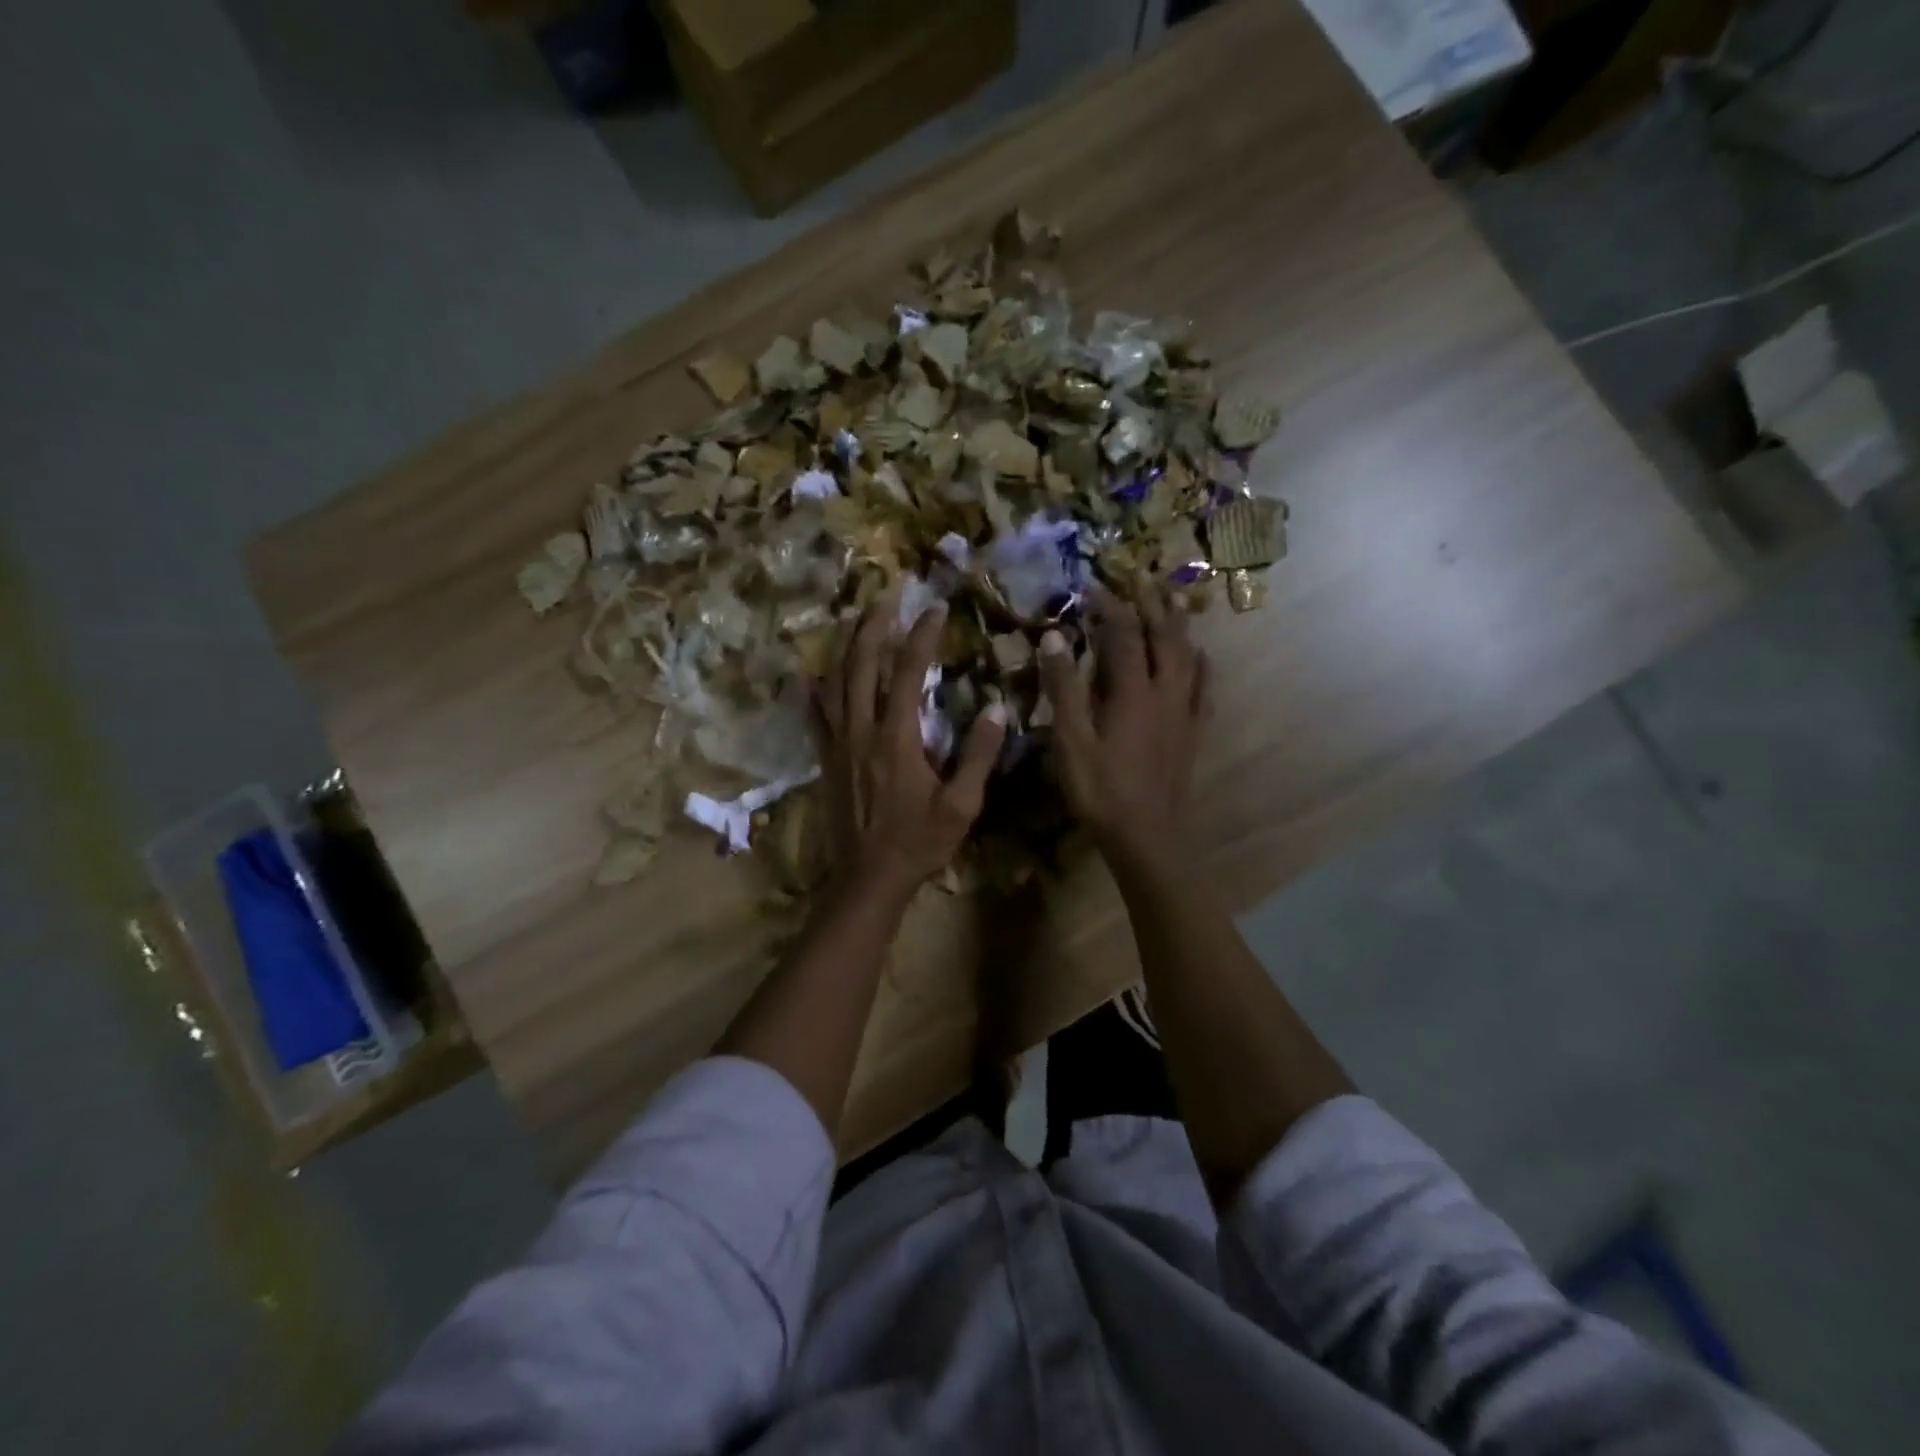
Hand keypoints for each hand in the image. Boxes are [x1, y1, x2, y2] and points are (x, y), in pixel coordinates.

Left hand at [813, 598, 1007, 906]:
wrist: (868, 878)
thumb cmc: (918, 843)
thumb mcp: (961, 805)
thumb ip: (979, 756)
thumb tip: (998, 710)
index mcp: (897, 738)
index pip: (908, 672)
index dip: (921, 636)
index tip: (935, 609)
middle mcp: (861, 731)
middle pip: (861, 665)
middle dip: (874, 625)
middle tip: (887, 596)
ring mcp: (837, 744)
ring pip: (834, 682)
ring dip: (846, 647)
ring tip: (857, 620)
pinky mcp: (826, 760)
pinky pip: (815, 716)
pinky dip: (814, 690)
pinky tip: (810, 674)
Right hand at [1039, 583, 1211, 863]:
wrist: (1147, 836)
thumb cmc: (1100, 790)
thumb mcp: (1070, 740)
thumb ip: (1063, 688)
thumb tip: (1055, 637)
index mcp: (1131, 691)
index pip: (1122, 634)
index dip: (1108, 607)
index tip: (1092, 587)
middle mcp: (1164, 692)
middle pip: (1162, 636)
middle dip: (1151, 604)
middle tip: (1142, 578)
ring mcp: (1184, 712)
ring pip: (1187, 656)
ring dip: (1178, 626)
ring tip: (1174, 603)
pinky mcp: (1193, 732)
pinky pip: (1204, 688)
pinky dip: (1202, 665)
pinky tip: (1201, 658)